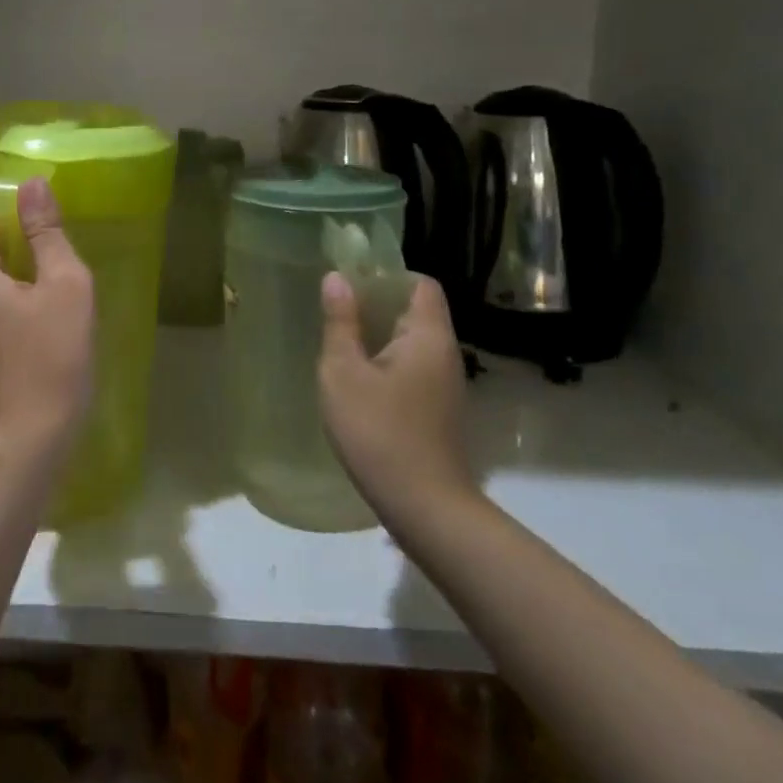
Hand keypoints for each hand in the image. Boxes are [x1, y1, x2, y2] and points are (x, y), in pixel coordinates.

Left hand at [0, 175, 94, 446]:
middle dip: (16, 254)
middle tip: (58, 269)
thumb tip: (33, 183)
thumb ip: (46, 232)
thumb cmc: (52, 352)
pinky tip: (40, 334)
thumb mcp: (63, 283)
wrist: (31, 436)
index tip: (45, 235)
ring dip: (15, 286)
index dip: (9, 220)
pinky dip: (9, 314)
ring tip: (54, 302)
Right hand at [317, 272, 476, 521]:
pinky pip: (413, 369)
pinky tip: (359, 381)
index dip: (388, 275)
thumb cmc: (378, 432)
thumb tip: (337, 277)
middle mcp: (445, 354)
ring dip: (380, 336)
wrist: (424, 507)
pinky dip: (388, 363)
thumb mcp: (344, 373)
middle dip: (378, 305)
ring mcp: (446, 385)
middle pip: (417, 311)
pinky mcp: (438, 410)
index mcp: (427, 336)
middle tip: (337, 310)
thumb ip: (340, 322)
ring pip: (413, 342)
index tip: (353, 280)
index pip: (421, 283)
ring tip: (341, 342)